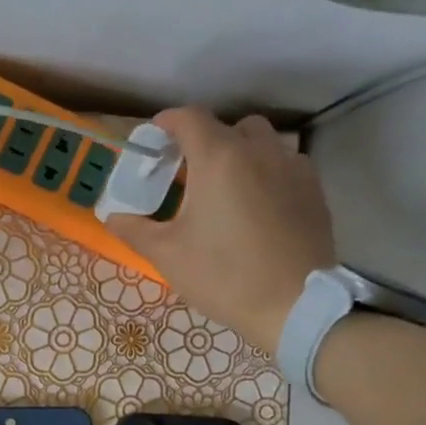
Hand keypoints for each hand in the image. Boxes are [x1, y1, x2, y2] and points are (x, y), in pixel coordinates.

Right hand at [107, 106, 334, 349]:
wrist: (294, 305)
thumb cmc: (223, 275)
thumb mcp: (167, 255)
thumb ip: (134, 229)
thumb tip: (112, 217)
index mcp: (218, 159)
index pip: (189, 119)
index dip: (167, 122)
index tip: (154, 137)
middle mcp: (258, 151)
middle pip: (228, 127)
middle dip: (205, 140)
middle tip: (188, 170)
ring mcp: (292, 168)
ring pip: (263, 142)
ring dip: (239, 152)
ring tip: (225, 186)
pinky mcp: (313, 190)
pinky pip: (285, 165)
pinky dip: (266, 172)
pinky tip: (257, 205)